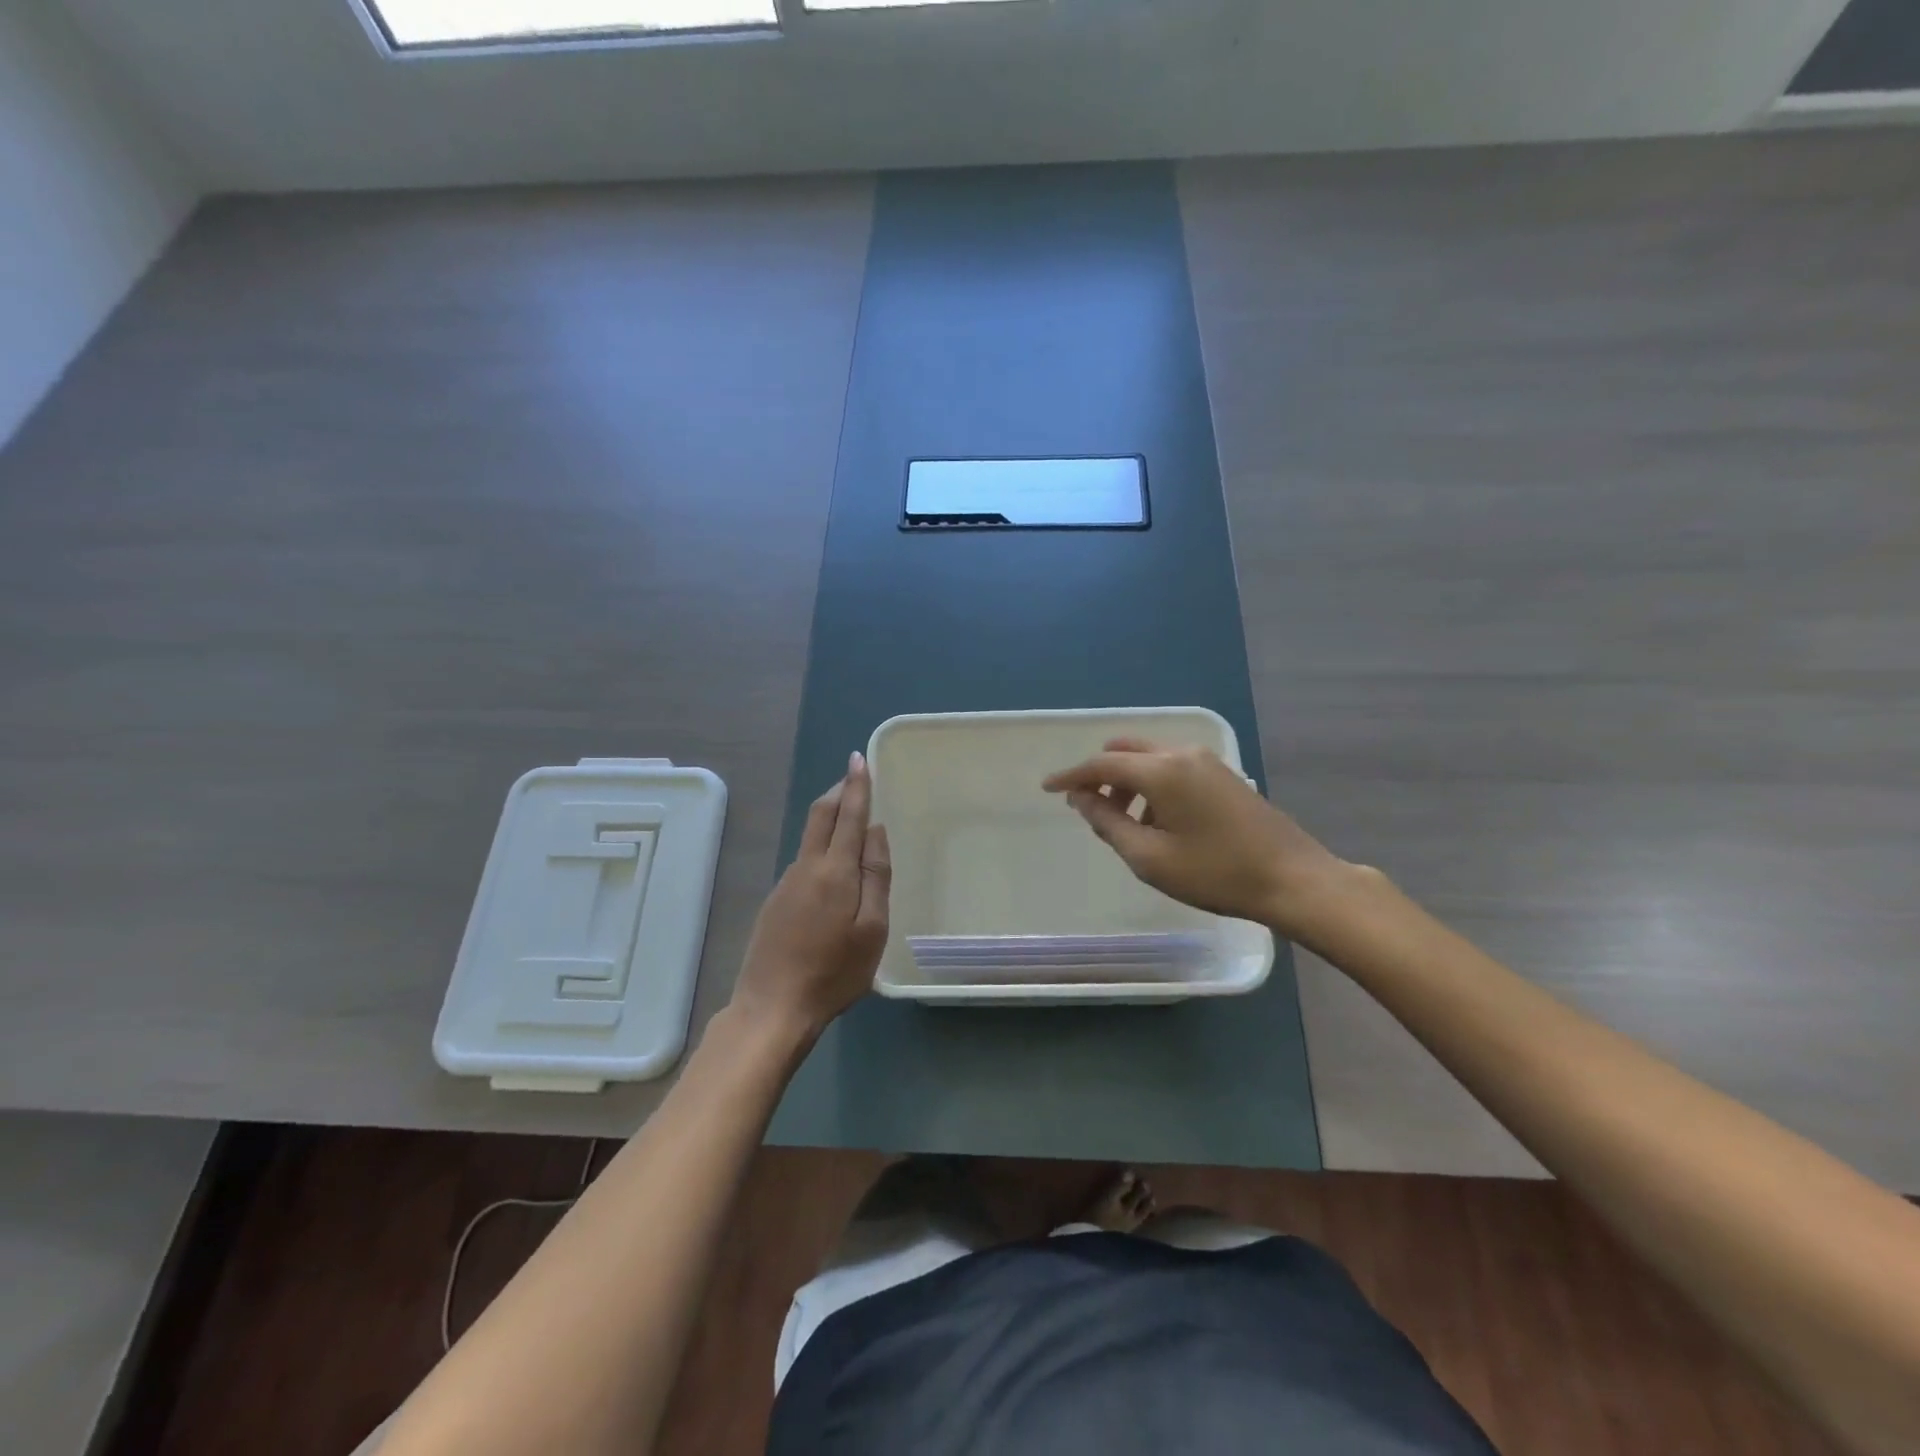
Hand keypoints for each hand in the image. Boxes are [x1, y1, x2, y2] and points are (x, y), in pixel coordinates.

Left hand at [732, 752, 890, 1039]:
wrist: (772, 1008)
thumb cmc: (834, 972)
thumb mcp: (872, 929)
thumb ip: (876, 876)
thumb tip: (875, 831)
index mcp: (834, 871)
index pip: (848, 815)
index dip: (856, 786)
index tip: (859, 759)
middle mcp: (806, 867)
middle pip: (820, 816)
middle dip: (838, 791)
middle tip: (854, 775)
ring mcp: (786, 884)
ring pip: (810, 837)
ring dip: (830, 817)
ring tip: (851, 816)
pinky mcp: (775, 902)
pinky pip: (804, 861)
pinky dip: (821, 846)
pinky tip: (832, 865)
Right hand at [1042, 738, 1363, 940]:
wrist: (1293, 879)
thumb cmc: (1216, 873)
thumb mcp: (1151, 858)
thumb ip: (1109, 824)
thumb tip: (1082, 799)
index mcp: (1162, 771)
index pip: (1102, 765)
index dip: (1071, 776)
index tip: (1047, 788)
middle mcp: (1182, 754)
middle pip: (1125, 752)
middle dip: (1099, 775)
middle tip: (1086, 807)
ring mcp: (1207, 761)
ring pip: (1149, 757)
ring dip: (1126, 781)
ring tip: (1122, 823)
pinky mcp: (1223, 774)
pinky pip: (1172, 767)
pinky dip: (1151, 784)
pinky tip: (1157, 820)